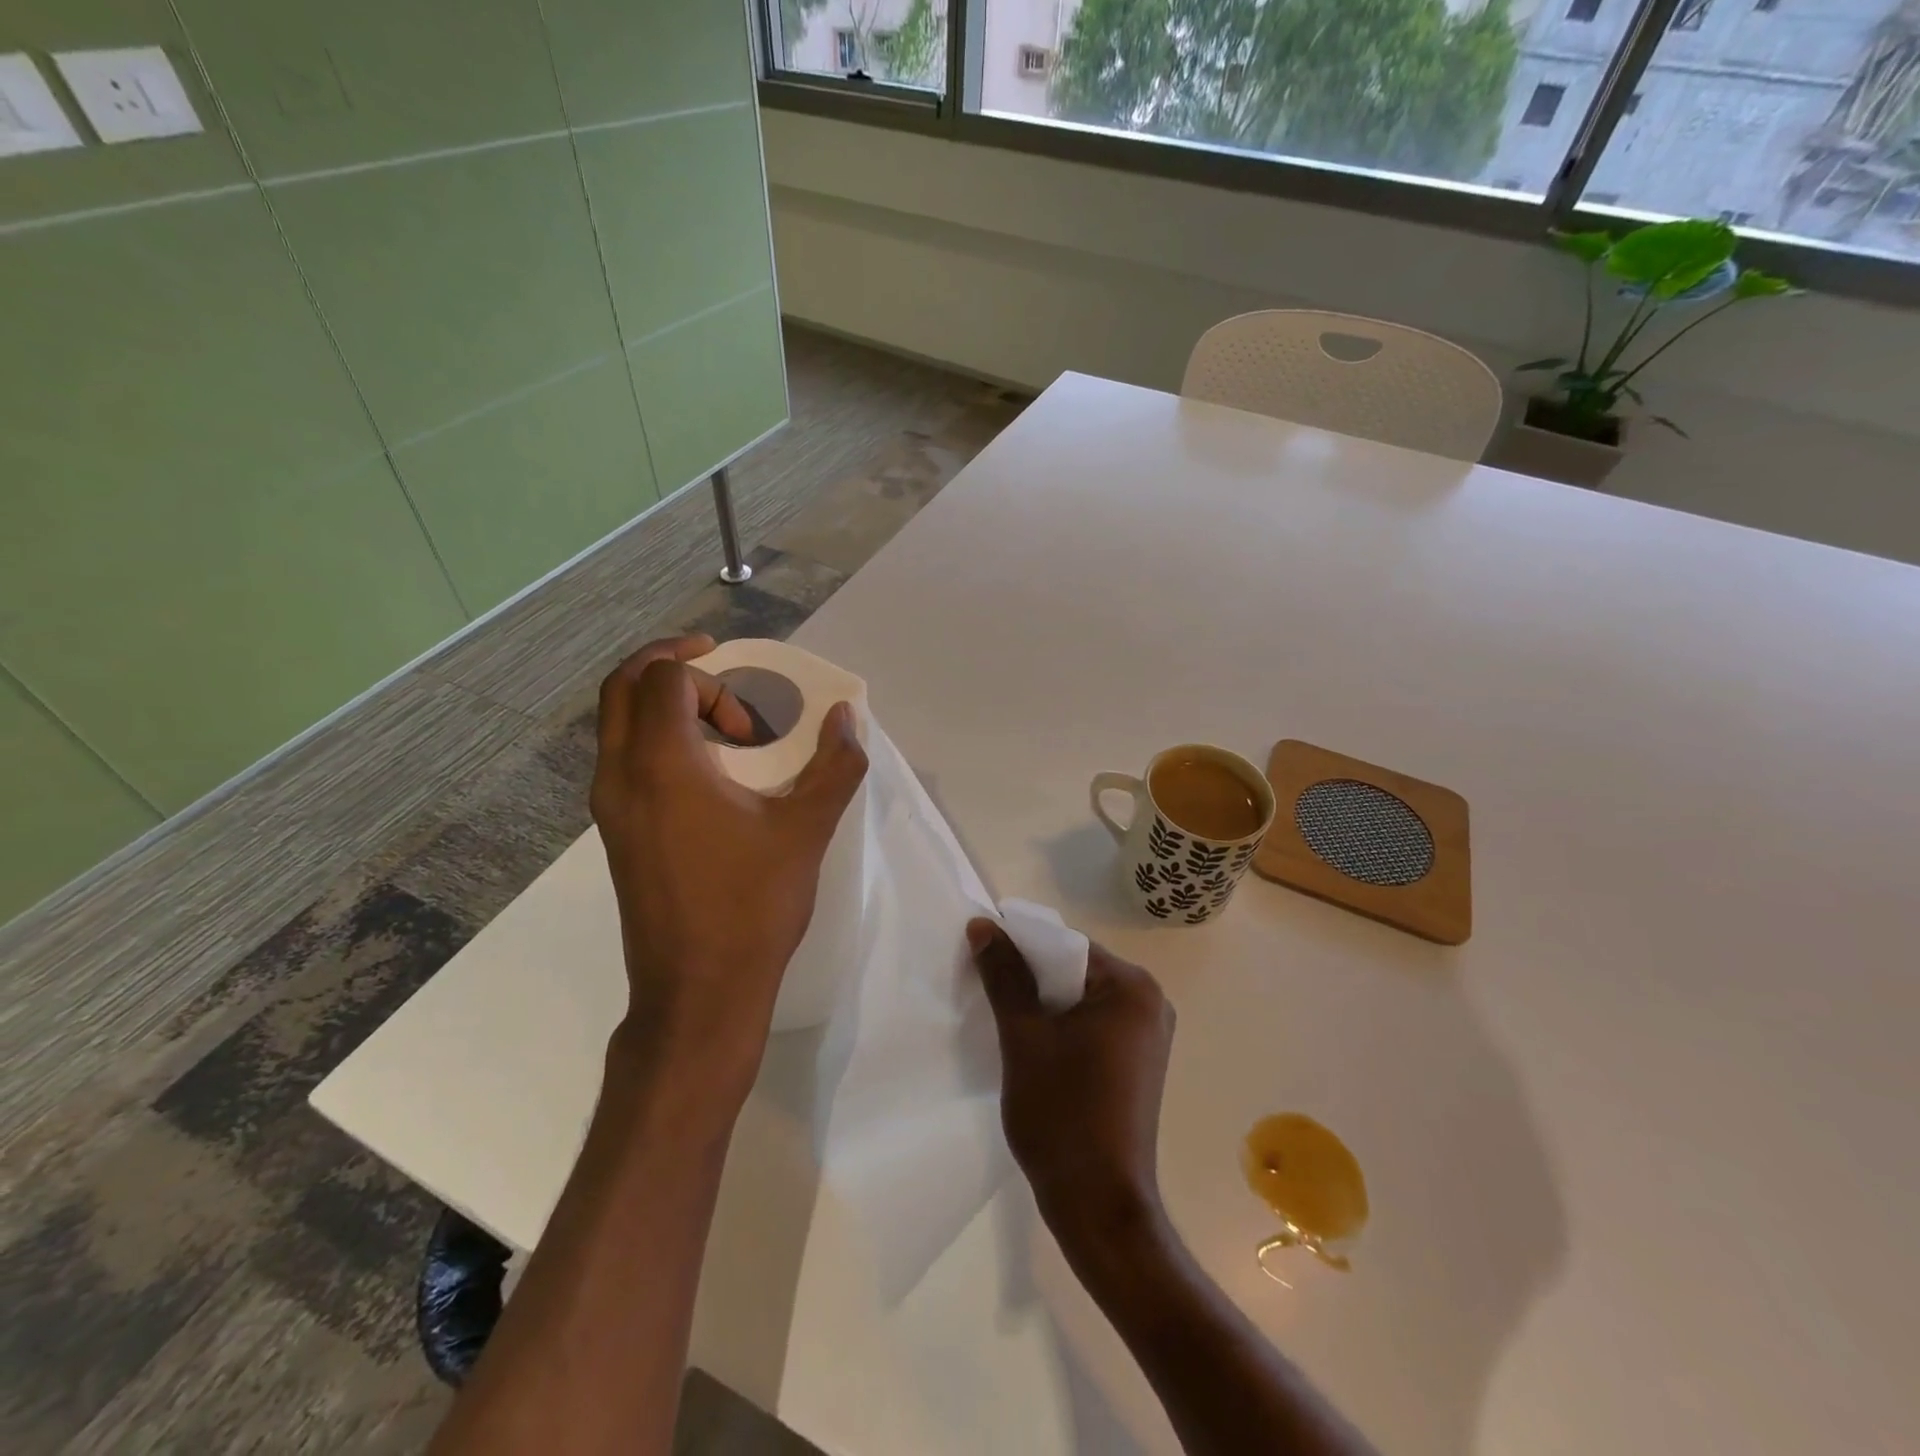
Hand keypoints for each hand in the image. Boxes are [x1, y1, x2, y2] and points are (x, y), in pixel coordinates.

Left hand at [592, 635, 867, 1096]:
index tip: (753, 721)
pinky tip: (708, 774)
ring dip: (662, 704)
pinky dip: (656, 739)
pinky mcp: (616, 833)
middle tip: (718, 667)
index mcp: (661, 764)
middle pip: (622, 686)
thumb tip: (847, 718)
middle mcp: (620, 776)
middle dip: (669, 664)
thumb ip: (834, 765)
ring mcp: (609, 807)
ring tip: (721, 725)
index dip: (712, 678)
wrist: (698, 991)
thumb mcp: (806, 830)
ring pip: (616, 723)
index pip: (664, 678)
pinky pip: (622, 758)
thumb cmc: (752, 905)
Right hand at [968, 920, 1175, 1258]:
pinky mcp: (1140, 1064)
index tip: (985, 962)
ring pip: (1083, 1000)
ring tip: (1008, 1023)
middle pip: (1077, 970)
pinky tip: (1035, 1047)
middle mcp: (1151, 1002)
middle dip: (1033, 979)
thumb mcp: (1023, 1036)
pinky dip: (1064, 1029)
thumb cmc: (1062, 1113)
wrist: (1099, 1206)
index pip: (1067, 945)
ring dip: (1045, 1006)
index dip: (1022, 949)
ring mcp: (1149, 1036)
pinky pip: (1094, 1026)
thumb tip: (984, 925)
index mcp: (1132, 986)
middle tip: (991, 994)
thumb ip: (1004, 975)